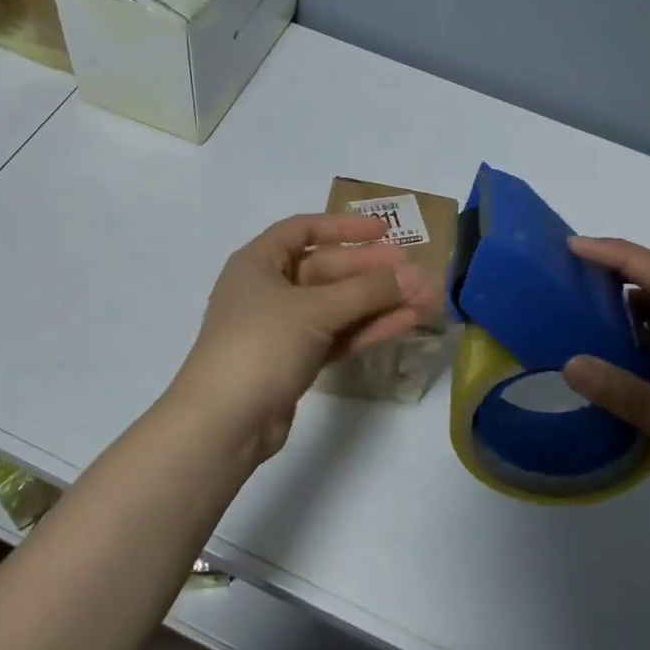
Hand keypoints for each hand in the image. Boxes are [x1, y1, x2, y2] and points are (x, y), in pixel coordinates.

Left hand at [168, 213, 435, 460]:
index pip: (304, 229)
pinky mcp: (295, 360)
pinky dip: (367, 328)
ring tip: (425, 300)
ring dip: (378, 302)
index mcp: (259, 262)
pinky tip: (405, 323)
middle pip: (327, 269)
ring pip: (337, 306)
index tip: (385, 231)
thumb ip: (368, 290)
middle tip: (417, 271)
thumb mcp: (315, 310)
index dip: (344, 227)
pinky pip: (336, 334)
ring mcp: (282, 327)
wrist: (224, 423)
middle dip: (373, 271)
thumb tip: (415, 274)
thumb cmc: (261, 345)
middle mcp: (269, 289)